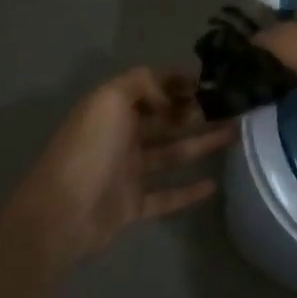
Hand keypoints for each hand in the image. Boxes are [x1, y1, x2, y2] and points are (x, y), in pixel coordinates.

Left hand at [7, 67, 236, 270]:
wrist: (60, 215)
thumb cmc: (89, 150)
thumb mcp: (110, 99)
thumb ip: (142, 83)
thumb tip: (169, 94)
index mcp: (113, 109)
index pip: (150, 88)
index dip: (177, 82)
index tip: (209, 82)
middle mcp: (121, 137)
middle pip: (165, 120)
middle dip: (195, 112)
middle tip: (231, 108)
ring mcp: (127, 173)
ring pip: (172, 154)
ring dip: (201, 144)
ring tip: (235, 135)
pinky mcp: (133, 206)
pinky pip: (166, 195)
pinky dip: (188, 191)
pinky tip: (213, 184)